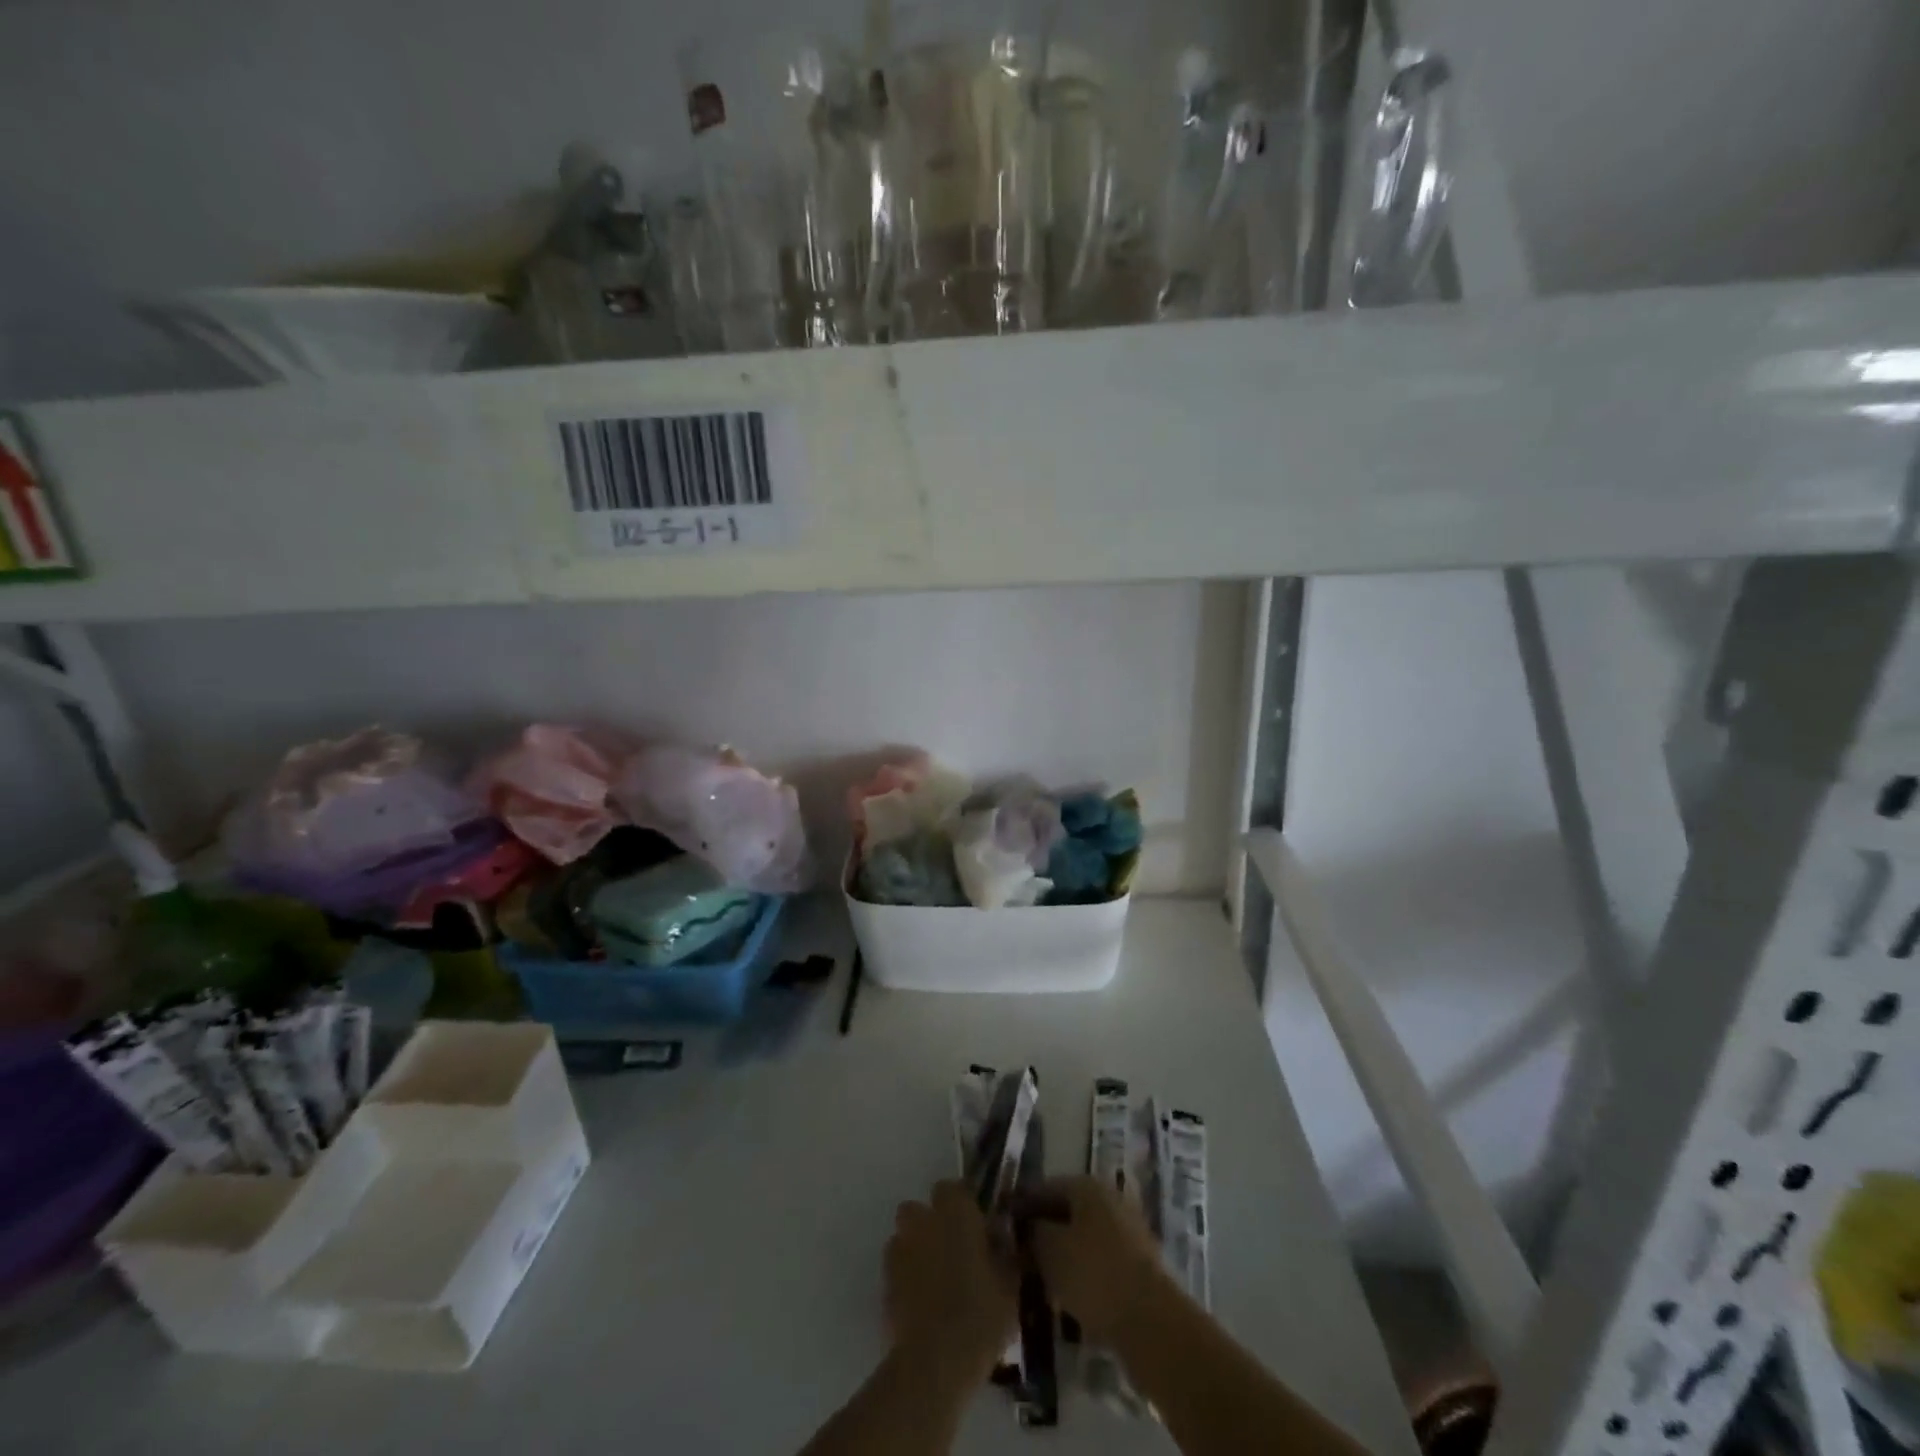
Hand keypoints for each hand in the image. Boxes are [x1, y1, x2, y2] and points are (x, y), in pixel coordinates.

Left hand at [885, 1180, 1017, 1383]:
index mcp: (954, 1211)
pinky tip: (923, 1304)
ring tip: (937, 1281)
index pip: (953, 1188)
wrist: (935, 1362)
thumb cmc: (980, 1314)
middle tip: (955, 1252)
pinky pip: (897, 1269)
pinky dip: (907, 1278)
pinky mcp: (884, 1282)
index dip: (964, 1205)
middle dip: (932, 1224)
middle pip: (920, 1209)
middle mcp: (922, 1220)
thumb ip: (1005, 1251)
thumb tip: (1001, 1238)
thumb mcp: (1010, 1282)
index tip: (977, 1228)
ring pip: (905, 1237)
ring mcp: (899, 1250)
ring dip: (917, 1249)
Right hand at [1021, 1175, 1169, 1343]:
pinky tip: (1068, 1293)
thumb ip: (1032, 1232)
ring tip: (1040, 1278)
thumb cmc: (1092, 1273)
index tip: (1002, 1224)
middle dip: (1043, 1230)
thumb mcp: (1049, 1250)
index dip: (1021, 1205)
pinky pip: (1100, 1260)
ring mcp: (1128, 1231)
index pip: (1044, 1187)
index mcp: (1086, 1186)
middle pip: (1066, 1211)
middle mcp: (1109, 1199)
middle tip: (1018, 1253)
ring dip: (1063, 1253)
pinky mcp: (1138, 1264)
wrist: (1150, 1320)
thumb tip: (1026, 1227)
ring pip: (1084, 1237)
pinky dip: (1082, 1271)